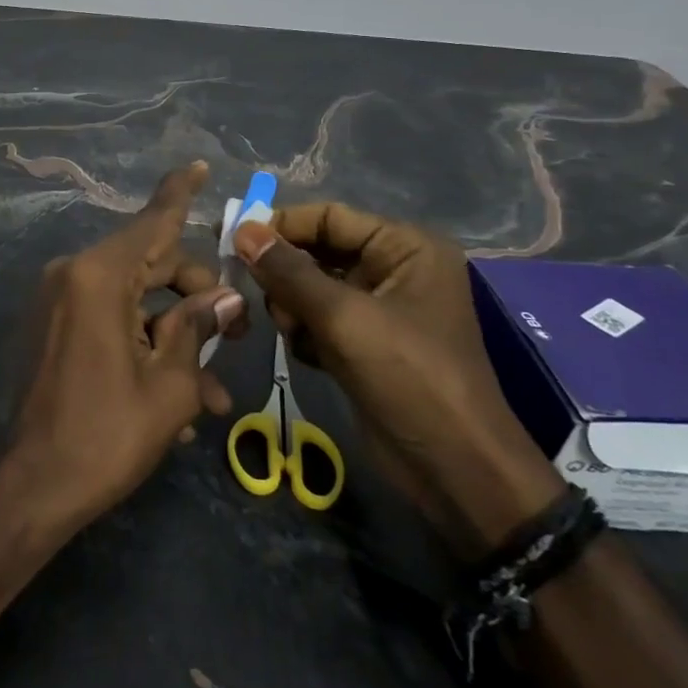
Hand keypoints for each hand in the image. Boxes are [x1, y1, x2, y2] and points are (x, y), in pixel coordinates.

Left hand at [4, 162, 244, 534]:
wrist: (35, 485)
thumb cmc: (108, 434)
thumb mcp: (170, 385)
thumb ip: (198, 329)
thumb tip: (226, 301)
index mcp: (99, 276)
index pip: (152, 222)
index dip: (179, 193)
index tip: (198, 165)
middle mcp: (73, 275)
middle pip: (151, 264)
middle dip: (197, 297)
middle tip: (234, 339)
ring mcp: (59, 301)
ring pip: (135, 300)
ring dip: (175, 337)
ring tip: (211, 396)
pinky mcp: (54, 327)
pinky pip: (110, 320)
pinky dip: (143, 346)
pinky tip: (175, 402)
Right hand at [233, 204, 561, 555]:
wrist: (454, 470)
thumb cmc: (408, 378)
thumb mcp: (344, 318)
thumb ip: (288, 272)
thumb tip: (242, 230)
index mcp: (405, 248)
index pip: (329, 218)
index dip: (281, 226)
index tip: (233, 241)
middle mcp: (393, 269)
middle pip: (317, 252)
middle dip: (285, 274)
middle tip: (259, 296)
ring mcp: (379, 309)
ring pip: (310, 287)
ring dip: (292, 307)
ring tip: (294, 332)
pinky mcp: (365, 343)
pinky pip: (317, 319)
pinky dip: (305, 332)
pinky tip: (310, 355)